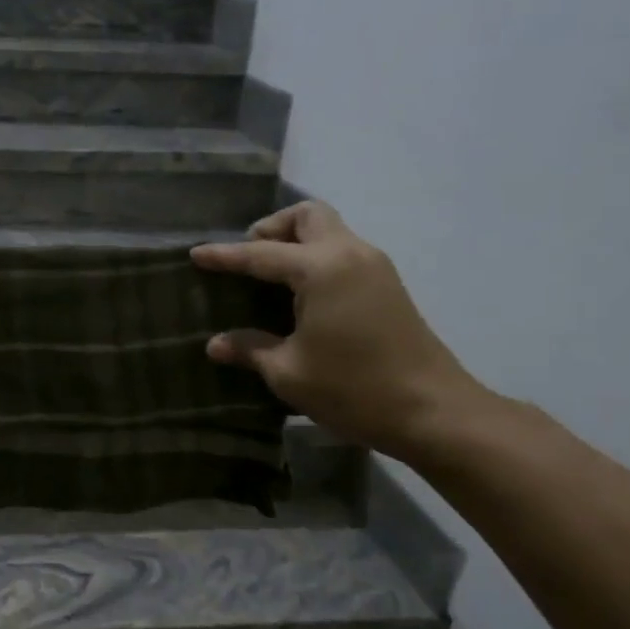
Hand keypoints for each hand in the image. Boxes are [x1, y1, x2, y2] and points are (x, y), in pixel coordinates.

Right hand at [191, 201, 488, 459]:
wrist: (433, 412)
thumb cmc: (354, 389)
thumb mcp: (289, 372)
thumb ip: (250, 349)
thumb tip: (216, 344)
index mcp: (322, 270)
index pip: (261, 253)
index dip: (225, 256)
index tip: (196, 254)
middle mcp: (350, 255)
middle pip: (308, 216)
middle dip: (272, 228)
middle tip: (249, 258)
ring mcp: (375, 268)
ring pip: (330, 230)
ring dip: (296, 241)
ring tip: (269, 276)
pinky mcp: (388, 286)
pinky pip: (343, 252)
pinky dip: (316, 258)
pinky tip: (300, 295)